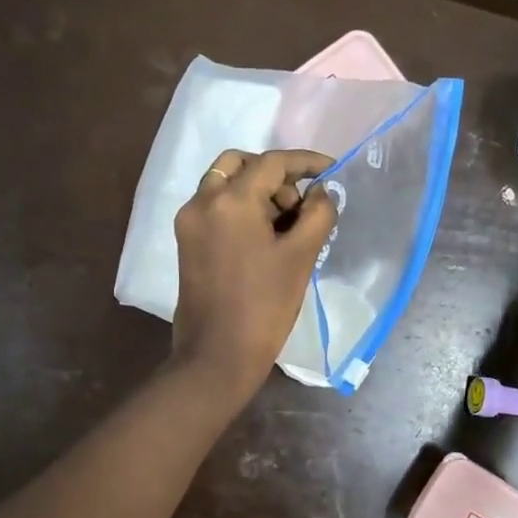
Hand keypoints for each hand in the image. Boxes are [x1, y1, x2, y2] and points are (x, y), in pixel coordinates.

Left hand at [171, 148, 337, 398]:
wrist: (218, 355)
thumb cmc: (265, 306)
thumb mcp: (301, 257)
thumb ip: (318, 214)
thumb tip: (322, 192)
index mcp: (230, 200)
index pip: (272, 163)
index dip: (305, 162)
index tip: (330, 171)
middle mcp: (202, 201)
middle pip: (240, 165)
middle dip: (274, 176)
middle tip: (300, 206)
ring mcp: (189, 223)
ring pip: (224, 185)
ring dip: (256, 192)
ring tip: (286, 227)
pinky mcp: (186, 243)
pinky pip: (215, 208)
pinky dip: (239, 209)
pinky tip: (264, 239)